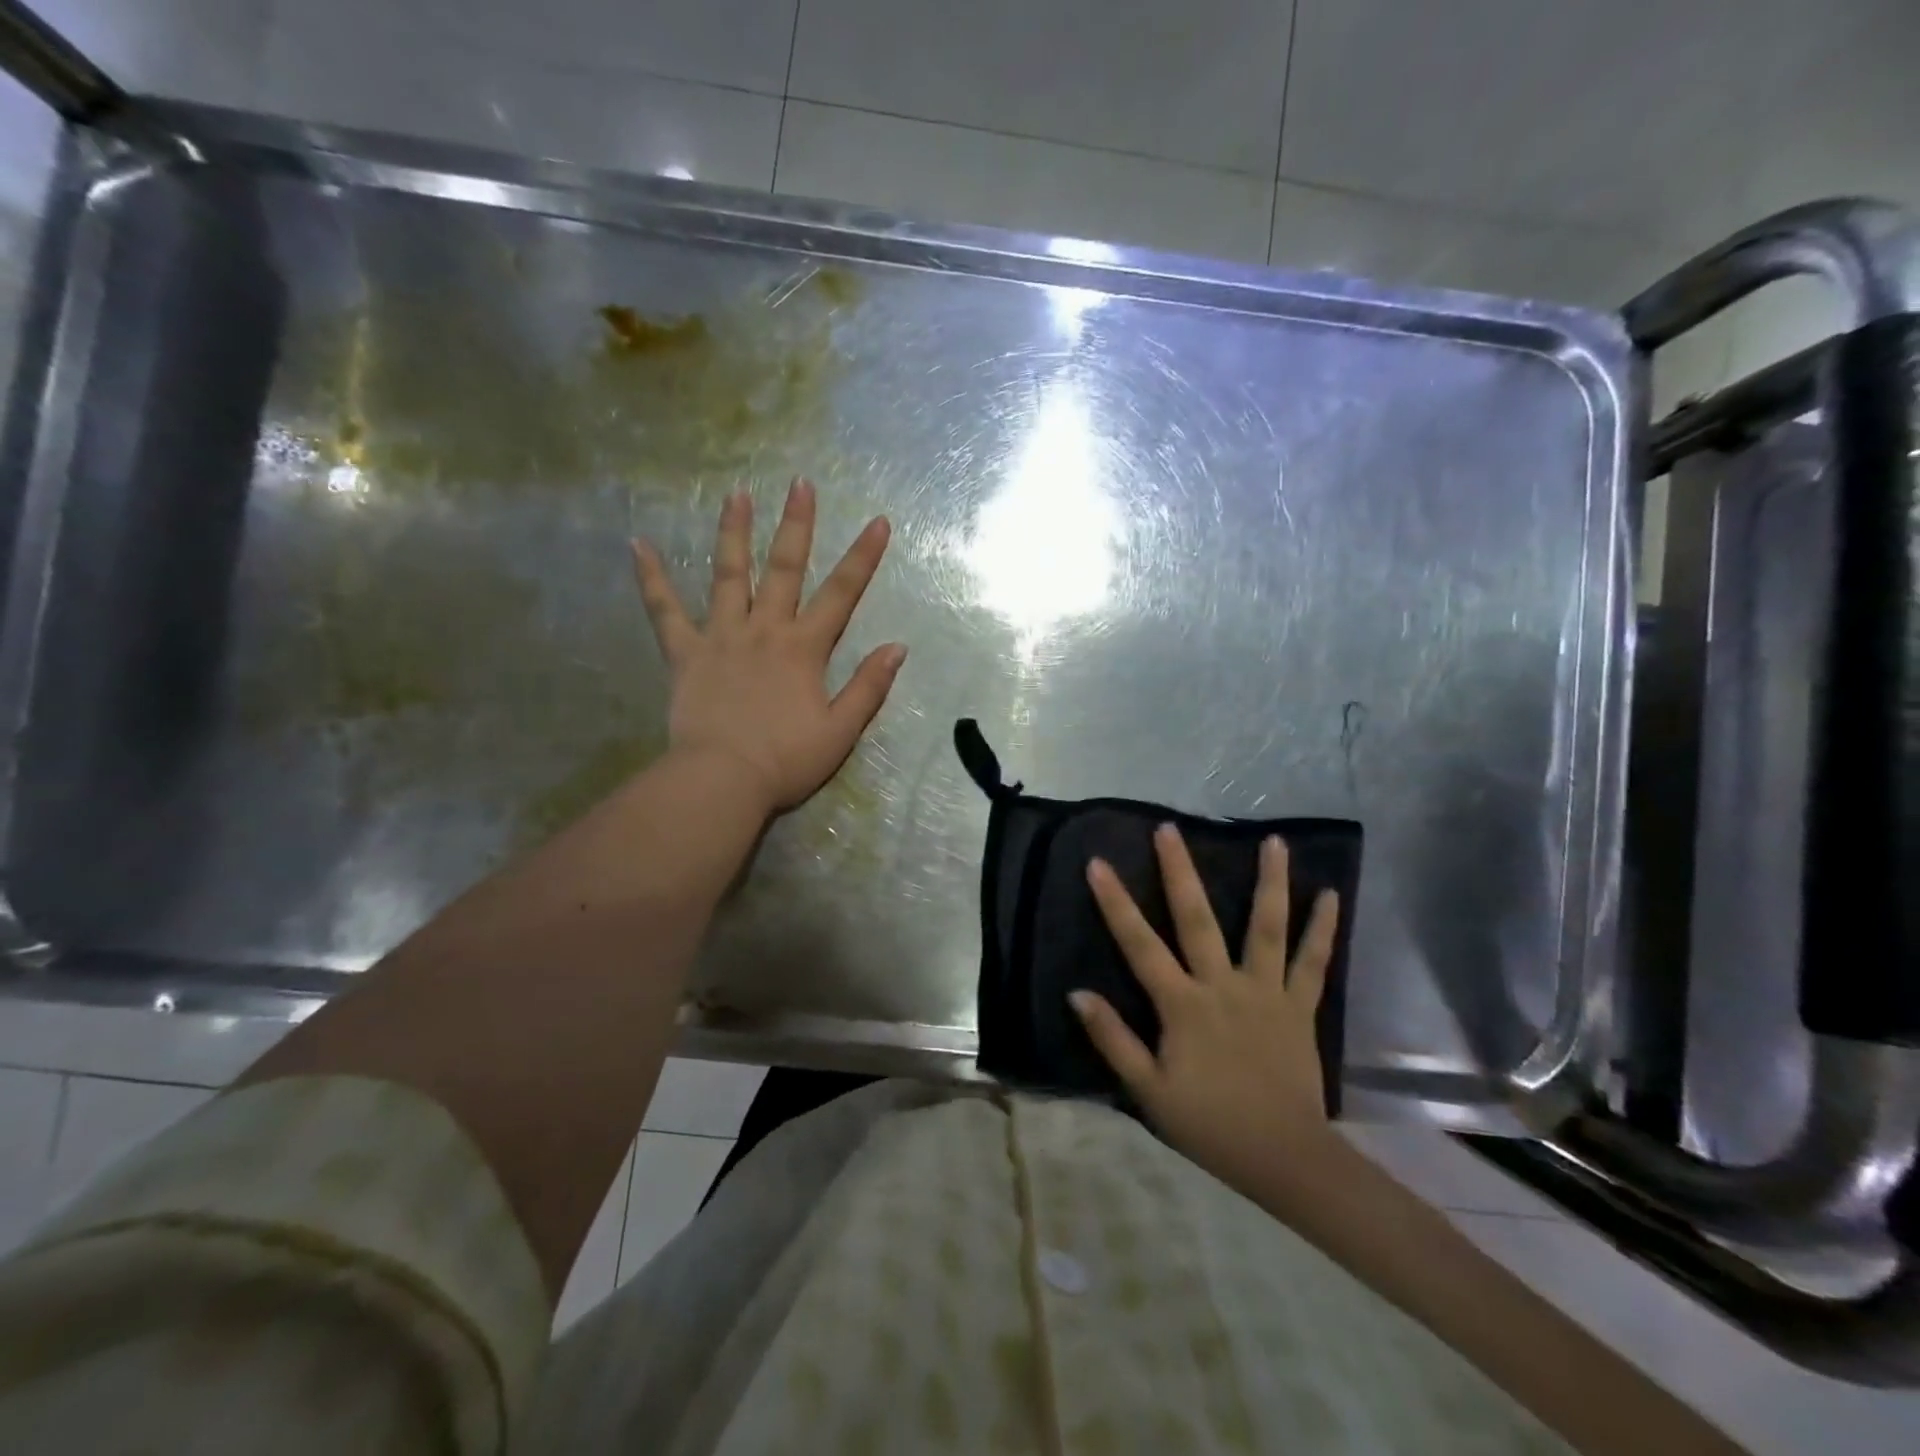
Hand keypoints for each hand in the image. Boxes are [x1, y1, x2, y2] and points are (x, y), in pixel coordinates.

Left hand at [631, 479, 904, 813]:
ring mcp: (721, 637)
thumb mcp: (841, 730)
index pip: (841, 594)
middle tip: (799, 484)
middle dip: (796, 525)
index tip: (877, 522)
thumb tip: (897, 647)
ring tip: (736, 493)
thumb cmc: (786, 760)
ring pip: (729, 575)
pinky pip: (664, 611)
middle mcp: (764, 630)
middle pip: (784, 568)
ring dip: (734, 532)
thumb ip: (869, 687)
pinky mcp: (685, 653)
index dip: (862, 557)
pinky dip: (651, 578)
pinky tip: (638, 544)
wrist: (723, 780)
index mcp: (804, 648)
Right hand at [1072, 825, 1341, 1199]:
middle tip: (1169, 829)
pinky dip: (1322, 928)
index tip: (1098, 864)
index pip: (1140, 945)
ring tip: (1273, 840)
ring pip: (1266, 928)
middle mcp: (1223, 985)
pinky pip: (1313, 962)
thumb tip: (1077, 993)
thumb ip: (1113, 1039)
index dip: (1116, 903)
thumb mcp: (1148, 1090)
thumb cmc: (1209, 1124)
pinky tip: (1331, 895)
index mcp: (1183, 1005)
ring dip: (1270, 882)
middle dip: (1180, 871)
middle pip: (1198, 919)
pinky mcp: (1299, 1006)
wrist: (1283, 1156)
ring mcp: (1266, 992)